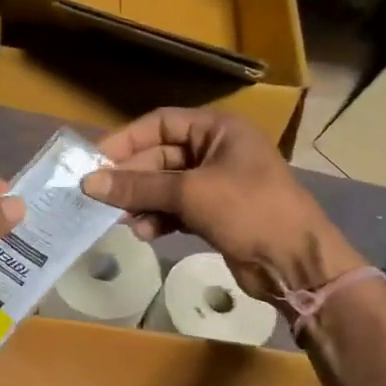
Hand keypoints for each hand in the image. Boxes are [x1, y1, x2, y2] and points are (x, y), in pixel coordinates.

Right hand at [80, 108, 364, 301]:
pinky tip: (144, 233)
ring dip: (142, 202)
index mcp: (218, 129)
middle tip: (99, 197)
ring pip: (165, 186)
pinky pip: (175, 209)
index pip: (161, 123)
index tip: (94, 161)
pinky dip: (158, 219)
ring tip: (122, 221)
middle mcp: (216, 150)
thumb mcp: (190, 193)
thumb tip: (89, 183)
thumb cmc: (249, 211)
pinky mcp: (214, 214)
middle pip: (160, 157)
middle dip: (131, 179)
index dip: (126, 140)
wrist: (295, 262)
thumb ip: (138, 186)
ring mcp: (216, 183)